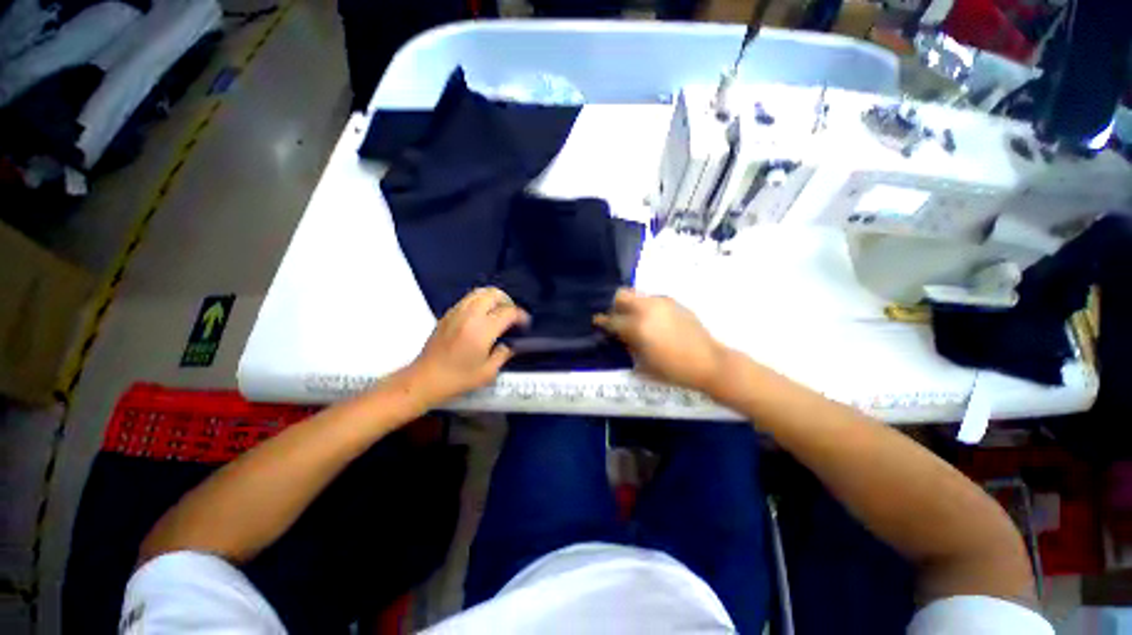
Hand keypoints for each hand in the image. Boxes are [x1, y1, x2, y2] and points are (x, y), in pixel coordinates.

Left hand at [408, 287, 528, 403]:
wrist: (424, 379)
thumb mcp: (487, 372)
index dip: (521, 316)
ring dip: (492, 299)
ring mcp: (456, 313)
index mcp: (482, 330)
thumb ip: (503, 354)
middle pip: (493, 294)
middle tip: (511, 314)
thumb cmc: (458, 379)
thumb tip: (509, 345)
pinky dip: (479, 301)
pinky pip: (467, 299)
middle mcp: (470, 316)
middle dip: (507, 301)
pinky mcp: (447, 315)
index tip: (525, 323)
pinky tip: (481, 316)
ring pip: (479, 292)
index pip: (508, 312)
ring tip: (497, 312)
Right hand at [594, 289, 726, 391]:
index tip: (598, 322)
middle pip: (622, 295)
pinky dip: (646, 307)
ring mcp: (662, 303)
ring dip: (632, 305)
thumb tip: (621, 335)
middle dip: (615, 305)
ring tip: (636, 320)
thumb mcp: (644, 364)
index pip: (612, 319)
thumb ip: (628, 345)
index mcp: (638, 326)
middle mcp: (648, 308)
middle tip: (618, 319)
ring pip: (638, 295)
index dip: (602, 321)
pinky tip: (653, 321)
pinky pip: (652, 299)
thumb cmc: (674, 370)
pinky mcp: (674, 302)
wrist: (709, 362)